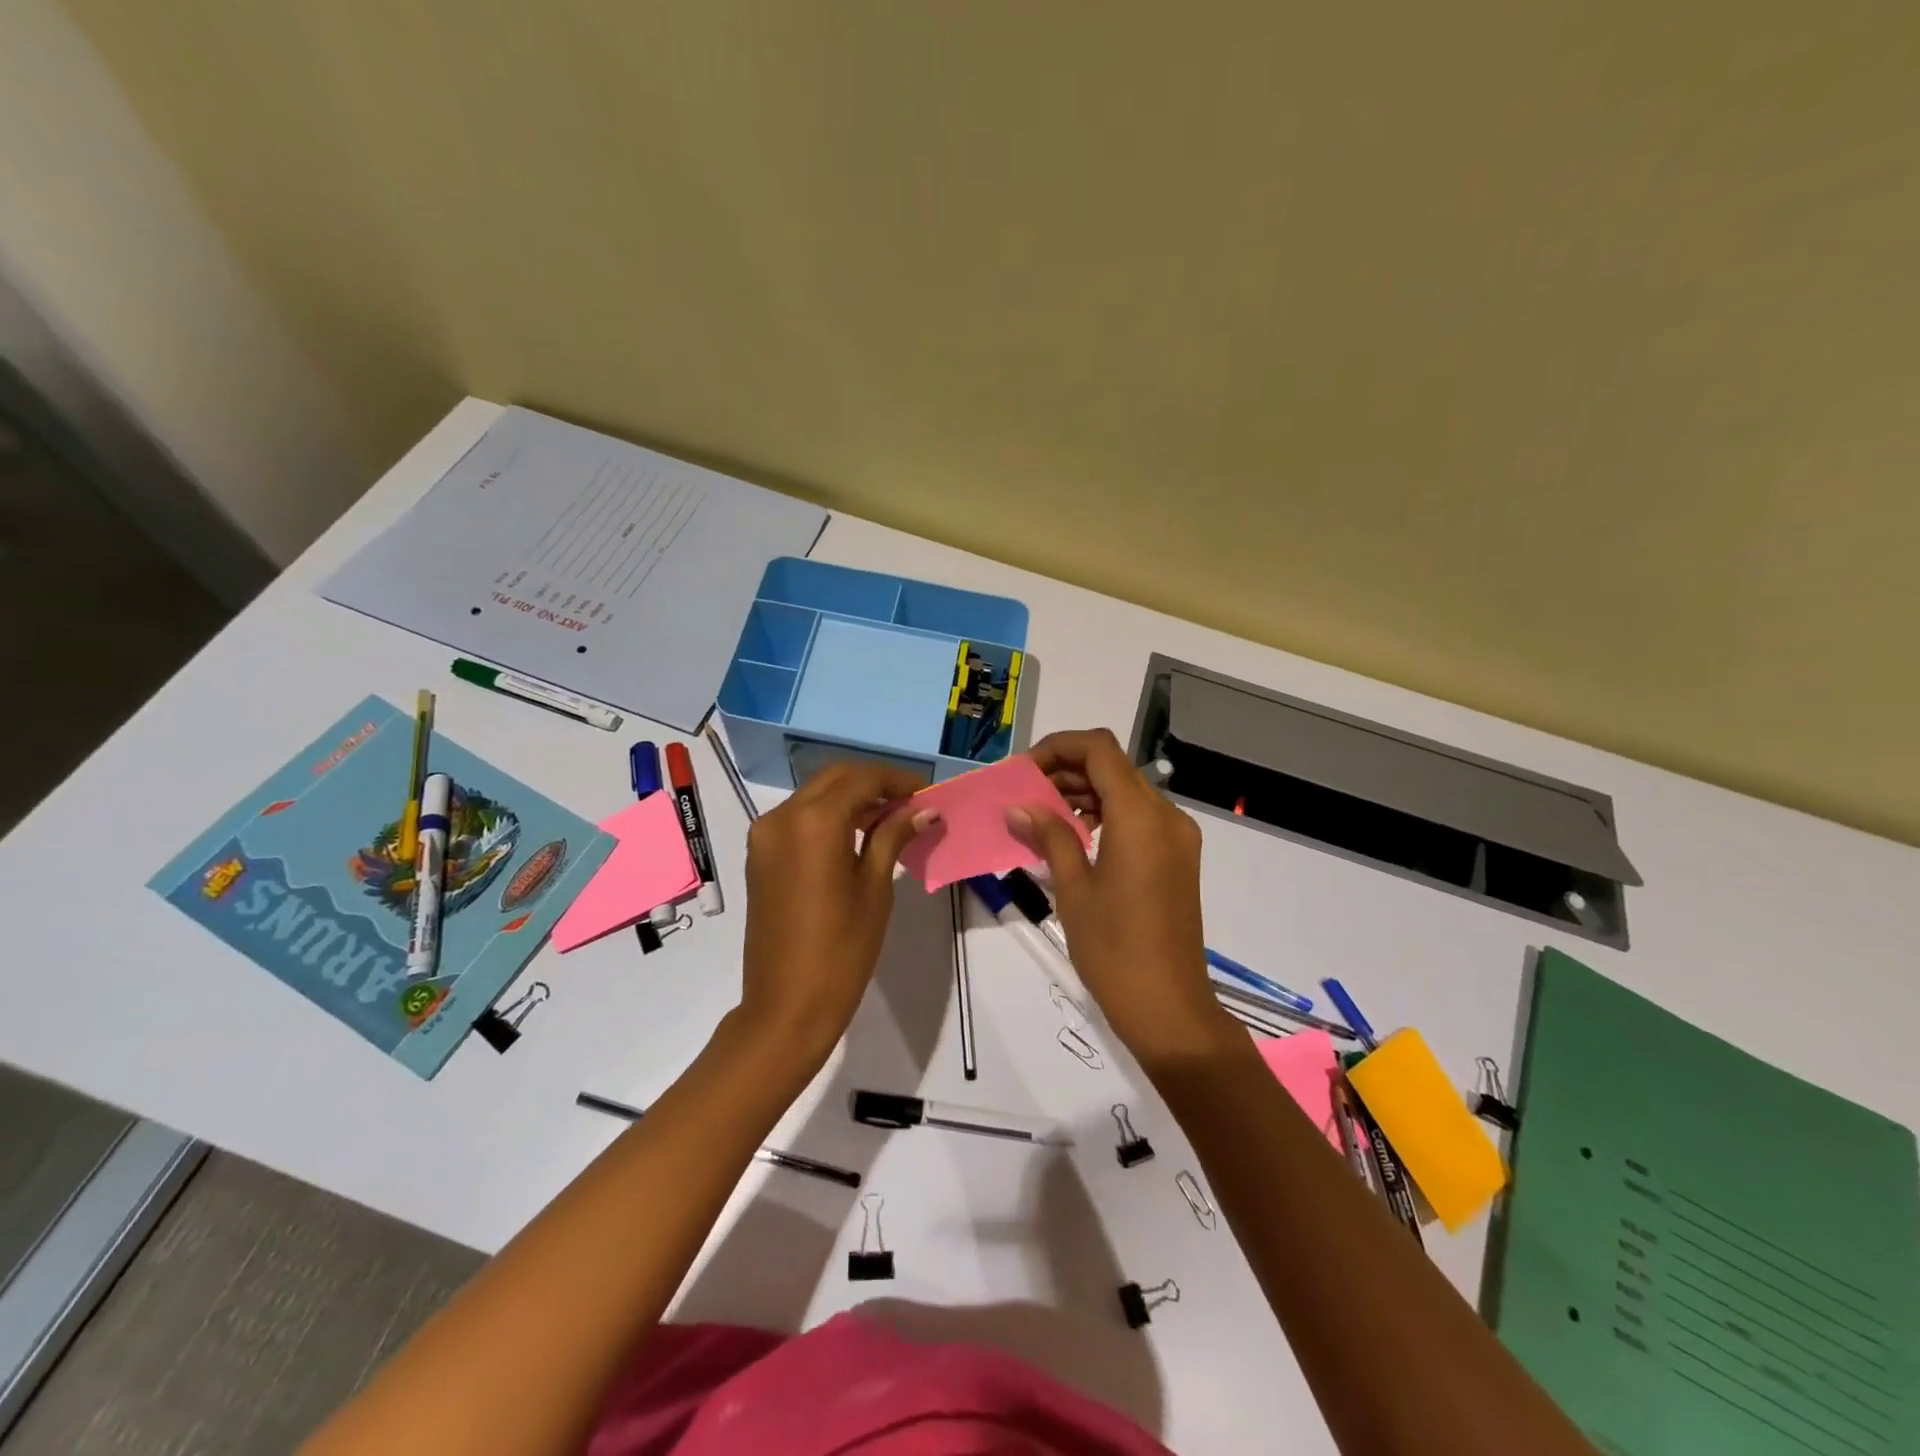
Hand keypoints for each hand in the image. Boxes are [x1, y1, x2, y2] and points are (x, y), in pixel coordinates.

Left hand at [738, 761, 936, 1068]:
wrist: (786, 1006)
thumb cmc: (842, 949)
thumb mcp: (875, 888)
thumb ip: (894, 836)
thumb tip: (925, 809)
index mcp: (814, 821)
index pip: (862, 779)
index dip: (898, 781)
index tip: (927, 793)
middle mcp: (782, 816)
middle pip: (835, 779)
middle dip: (874, 783)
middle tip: (911, 802)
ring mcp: (765, 836)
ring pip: (814, 796)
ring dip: (852, 798)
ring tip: (891, 817)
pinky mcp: (760, 855)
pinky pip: (798, 819)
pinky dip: (829, 816)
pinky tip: (857, 834)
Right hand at [1009, 729, 1234, 1063]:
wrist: (1169, 1007)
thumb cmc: (1114, 948)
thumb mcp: (1073, 888)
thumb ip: (1049, 836)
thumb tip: (1018, 807)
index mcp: (1140, 816)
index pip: (1099, 749)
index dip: (1059, 747)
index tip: (1025, 770)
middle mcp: (1166, 815)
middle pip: (1113, 767)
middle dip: (1067, 770)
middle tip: (1025, 794)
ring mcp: (1177, 837)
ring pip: (1126, 791)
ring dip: (1085, 792)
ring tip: (1042, 815)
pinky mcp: (1178, 858)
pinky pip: (1138, 818)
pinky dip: (1105, 815)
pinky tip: (1074, 837)